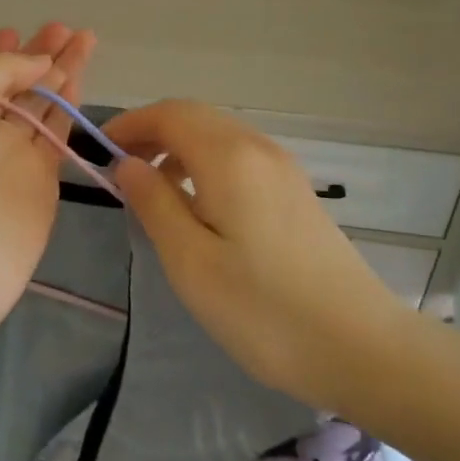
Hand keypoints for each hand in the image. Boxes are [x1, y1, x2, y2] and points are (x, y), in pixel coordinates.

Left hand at [0, 24, 96, 336]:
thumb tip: (37, 63)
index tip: (19, 31)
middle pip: (11, 81)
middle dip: (37, 53)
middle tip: (66, 28)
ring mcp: (7, 154)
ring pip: (39, 103)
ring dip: (60, 71)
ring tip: (86, 39)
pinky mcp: (38, 180)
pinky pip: (55, 133)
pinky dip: (67, 106)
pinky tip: (80, 80)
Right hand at [105, 100, 402, 410]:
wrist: (361, 347)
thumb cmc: (264, 310)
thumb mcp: (191, 263)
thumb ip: (154, 204)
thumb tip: (127, 163)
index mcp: (229, 157)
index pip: (169, 114)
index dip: (130, 123)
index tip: (98, 149)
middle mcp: (258, 147)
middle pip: (195, 116)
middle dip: (152, 131)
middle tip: (120, 167)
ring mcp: (283, 167)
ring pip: (218, 134)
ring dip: (179, 146)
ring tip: (152, 187)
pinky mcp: (295, 190)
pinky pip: (239, 156)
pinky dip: (206, 162)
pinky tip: (198, 204)